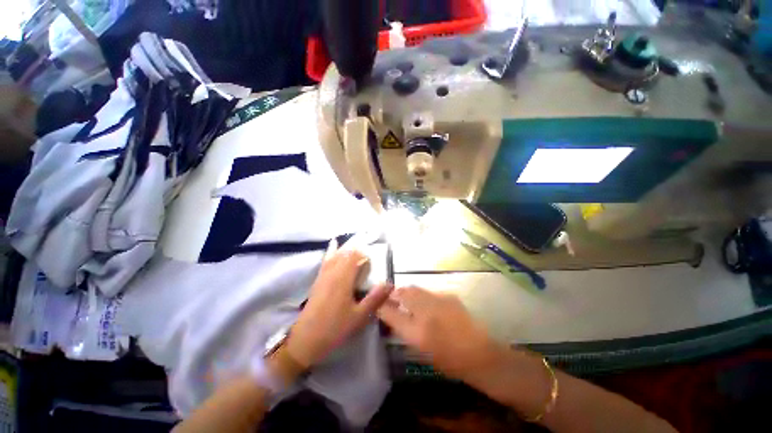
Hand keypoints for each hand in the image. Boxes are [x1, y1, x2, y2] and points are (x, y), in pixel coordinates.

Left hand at [286, 239, 392, 367]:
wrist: (306, 340)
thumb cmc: (335, 328)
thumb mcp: (359, 316)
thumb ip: (375, 298)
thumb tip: (390, 283)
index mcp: (343, 279)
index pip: (355, 258)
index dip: (365, 255)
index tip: (373, 261)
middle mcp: (333, 273)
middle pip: (346, 254)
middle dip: (357, 250)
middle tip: (368, 253)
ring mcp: (323, 275)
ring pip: (336, 255)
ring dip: (346, 249)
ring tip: (356, 244)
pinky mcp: (318, 280)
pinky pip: (326, 260)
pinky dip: (331, 251)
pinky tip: (333, 245)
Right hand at [376, 286, 504, 382]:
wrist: (479, 354)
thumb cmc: (449, 360)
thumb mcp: (421, 350)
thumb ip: (406, 330)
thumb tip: (395, 315)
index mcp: (416, 332)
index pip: (390, 313)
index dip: (381, 306)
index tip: (378, 303)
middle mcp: (425, 312)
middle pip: (403, 293)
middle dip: (395, 293)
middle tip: (393, 297)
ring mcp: (438, 300)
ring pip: (416, 289)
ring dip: (409, 293)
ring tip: (410, 299)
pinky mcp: (448, 295)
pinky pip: (430, 292)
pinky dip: (425, 296)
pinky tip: (430, 305)